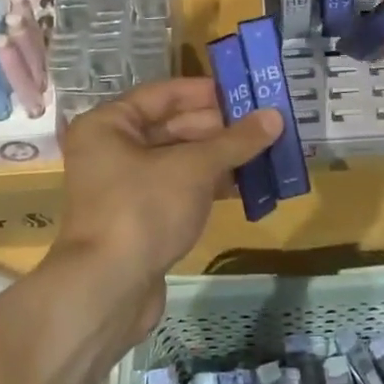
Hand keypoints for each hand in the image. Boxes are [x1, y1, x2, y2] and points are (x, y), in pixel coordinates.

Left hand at [53, 78, 280, 341]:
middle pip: (173, 126)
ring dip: (219, 157)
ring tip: (265, 151)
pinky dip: (208, 184)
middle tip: (265, 123)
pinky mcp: (139, 217)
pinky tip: (245, 185)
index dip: (208, 92)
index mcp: (110, 124)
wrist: (107, 291)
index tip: (248, 91)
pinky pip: (179, 188)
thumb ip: (235, 141)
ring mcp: (124, 186)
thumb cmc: (143, 210)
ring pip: (179, 159)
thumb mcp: (194, 168)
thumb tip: (276, 116)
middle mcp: (112, 149)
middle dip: (220, 127)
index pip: (165, 94)